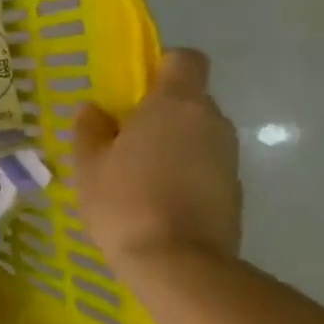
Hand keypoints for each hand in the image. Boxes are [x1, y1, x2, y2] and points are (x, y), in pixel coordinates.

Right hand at [74, 48, 241, 269]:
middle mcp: (211, 121)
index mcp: (175, 105)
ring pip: (197, 133)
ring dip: (172, 142)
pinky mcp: (235, 189)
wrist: (178, 264)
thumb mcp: (89, 164)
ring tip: (136, 171)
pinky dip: (184, 170)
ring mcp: (229, 157)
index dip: (161, 67)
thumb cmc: (124, 201)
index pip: (185, 59)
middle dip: (159, 111)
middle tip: (122, 136)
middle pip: (190, 98)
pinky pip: (204, 164)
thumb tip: (93, 110)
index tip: (133, 89)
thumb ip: (90, 129)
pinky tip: (156, 197)